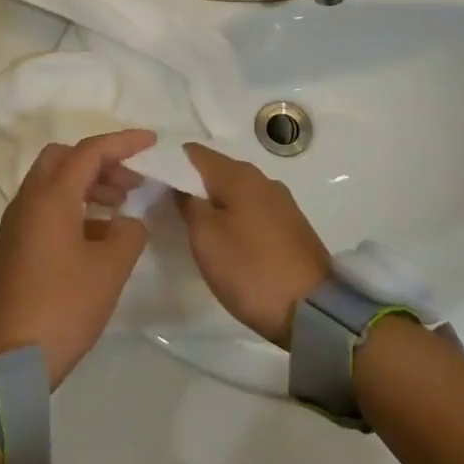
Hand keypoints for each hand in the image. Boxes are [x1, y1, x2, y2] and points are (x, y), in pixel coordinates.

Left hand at [0, 130, 155, 386]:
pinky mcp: (14, 247)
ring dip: (88, 184)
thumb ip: (128, 235)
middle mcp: (28, 202)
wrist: (10, 360)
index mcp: (50, 198)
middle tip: (131, 180)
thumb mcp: (110, 269)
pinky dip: (74, 207)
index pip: (89, 152)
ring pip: (53, 184)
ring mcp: (17, 225)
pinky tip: (99, 235)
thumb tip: (126, 224)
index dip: (122, 143)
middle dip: (100, 161)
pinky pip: (46, 209)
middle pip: (64, 159)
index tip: (151, 141)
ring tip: (122, 205)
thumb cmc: (63, 307)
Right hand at [178, 143, 333, 348]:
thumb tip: (180, 184)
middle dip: (191, 183)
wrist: (313, 310)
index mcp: (239, 175)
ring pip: (235, 191)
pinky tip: (224, 237)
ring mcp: (281, 203)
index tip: (150, 180)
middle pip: (216, 170)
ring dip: (213, 202)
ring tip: (191, 223)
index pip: (194, 152)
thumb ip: (187, 203)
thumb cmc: (250, 268)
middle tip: (164, 205)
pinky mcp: (290, 226)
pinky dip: (233, 216)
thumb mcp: (206, 237)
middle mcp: (262, 179)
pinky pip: (252, 210)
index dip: (170, 162)